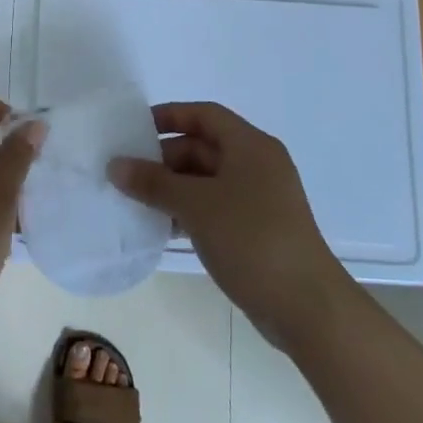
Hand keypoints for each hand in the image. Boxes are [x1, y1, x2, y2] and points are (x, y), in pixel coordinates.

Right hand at [110, 102, 347, 343]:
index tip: (134, 129)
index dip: (169, 116)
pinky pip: (214, 207)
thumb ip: (153, 182)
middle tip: (127, 173)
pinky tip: (160, 227)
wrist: (306, 307)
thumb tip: (115, 165)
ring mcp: (258, 200)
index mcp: (250, 146)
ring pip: (206, 181)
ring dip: (172, 188)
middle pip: (203, 147)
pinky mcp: (256, 230)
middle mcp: (257, 165)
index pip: (204, 115)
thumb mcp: (195, 205)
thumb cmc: (251, 239)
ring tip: (135, 201)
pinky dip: (187, 211)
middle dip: (164, 158)